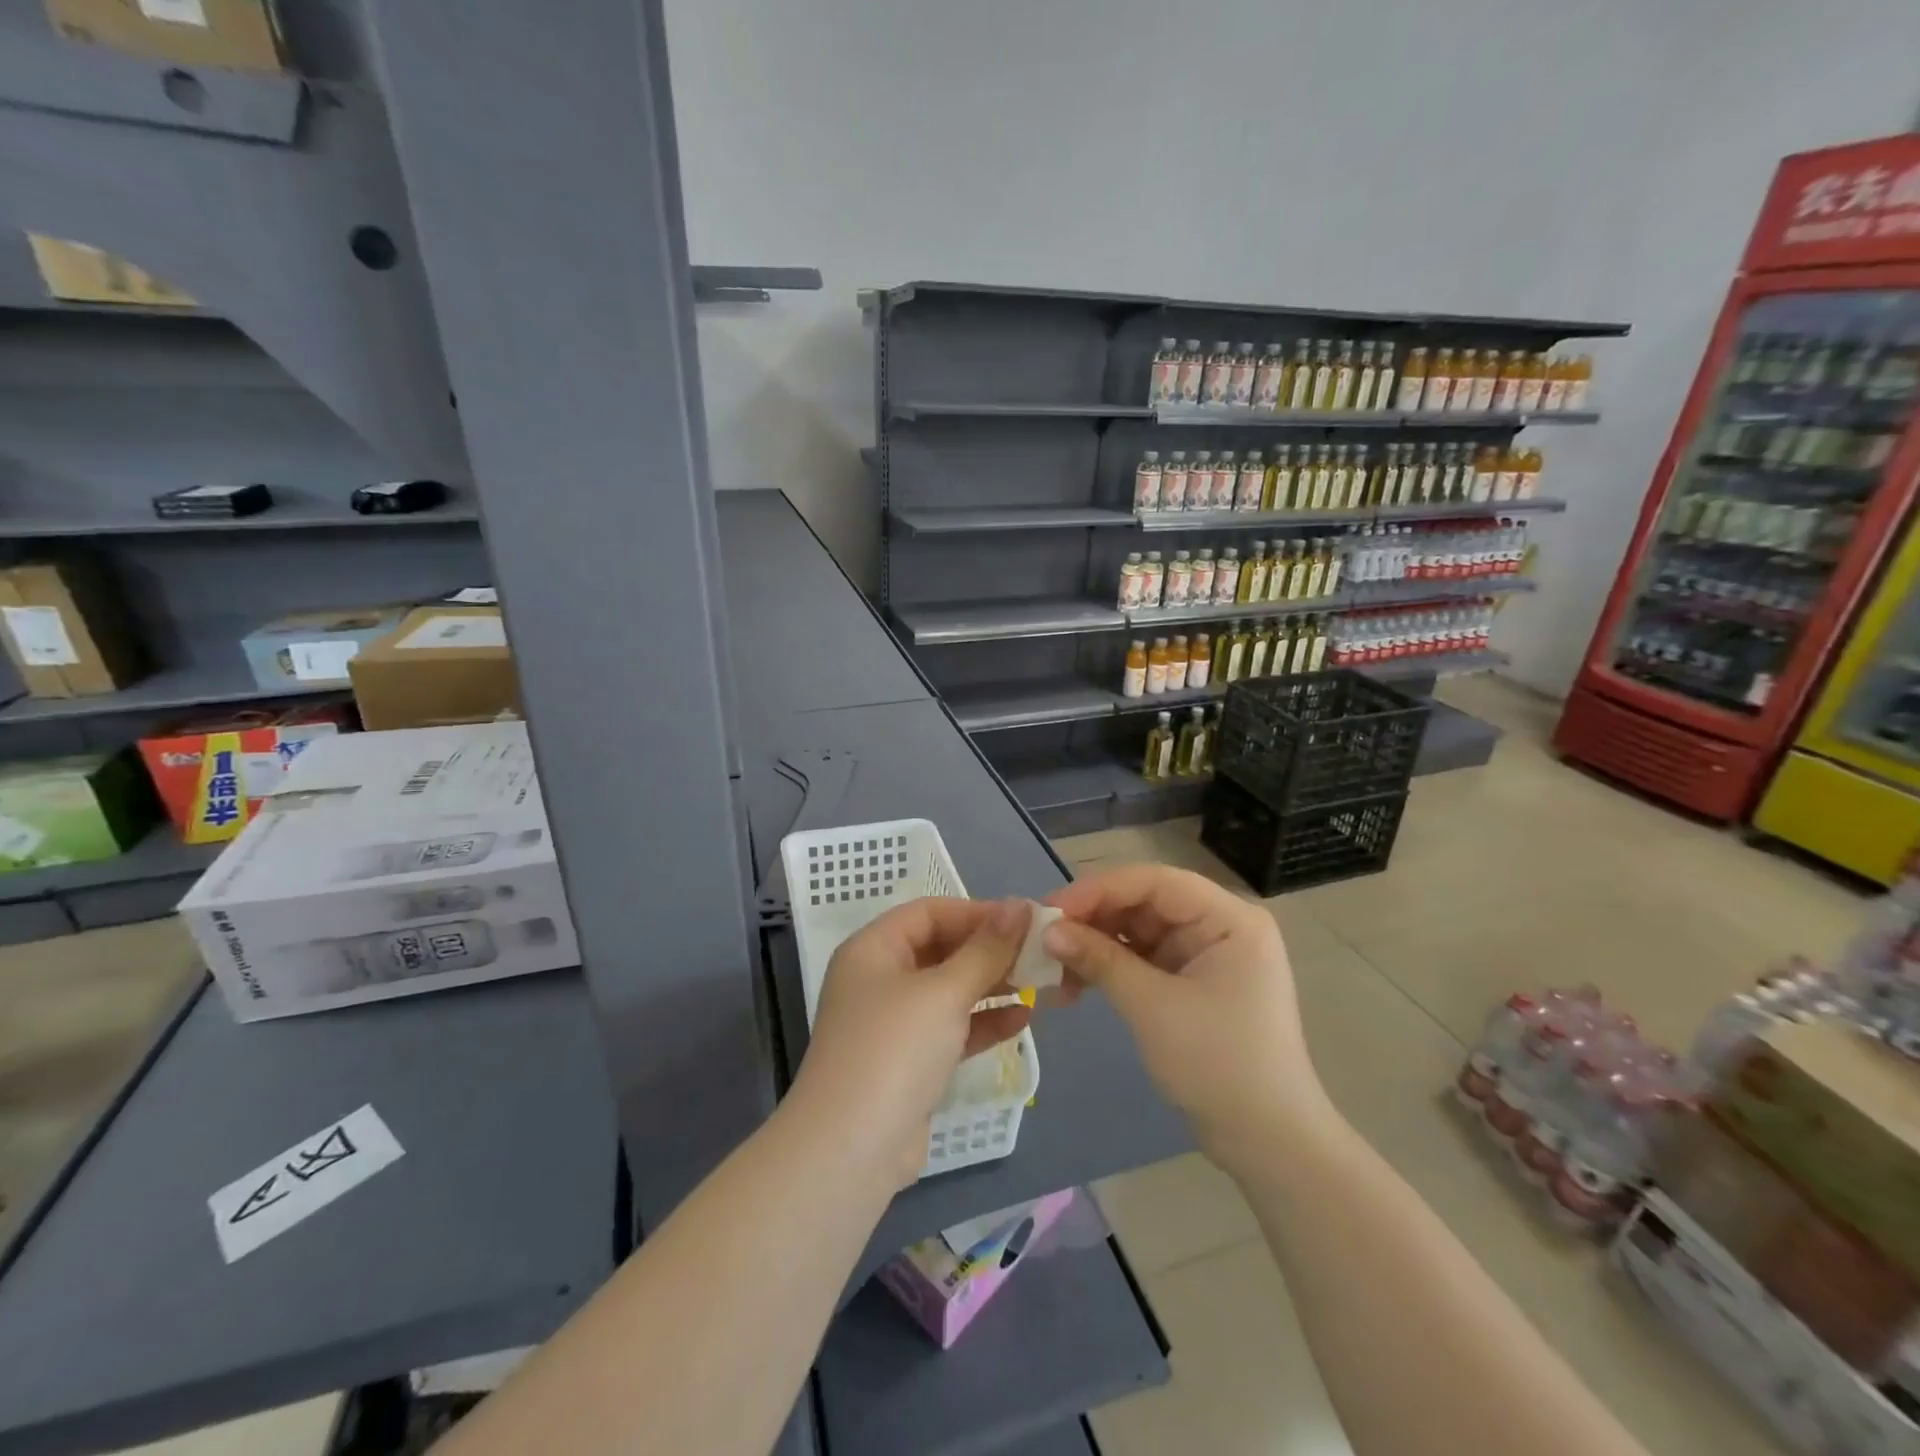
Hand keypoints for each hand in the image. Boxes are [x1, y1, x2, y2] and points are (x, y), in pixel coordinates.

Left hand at [795, 897, 1032, 1188]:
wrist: (852, 1149)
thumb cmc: (895, 1049)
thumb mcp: (944, 991)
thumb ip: (986, 949)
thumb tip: (1020, 906)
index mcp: (873, 949)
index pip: (929, 913)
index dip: (976, 912)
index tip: (1024, 921)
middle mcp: (879, 979)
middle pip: (940, 950)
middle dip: (988, 950)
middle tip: (1038, 953)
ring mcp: (893, 1023)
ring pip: (948, 991)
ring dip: (991, 985)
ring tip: (1039, 983)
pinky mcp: (909, 1062)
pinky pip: (951, 1029)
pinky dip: (983, 1022)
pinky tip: (1023, 1019)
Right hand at [1042, 865, 1330, 1170]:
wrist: (1267, 1143)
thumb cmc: (1219, 1065)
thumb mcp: (1153, 1007)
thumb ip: (1100, 959)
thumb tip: (1047, 931)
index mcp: (1228, 918)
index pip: (1154, 882)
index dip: (1099, 889)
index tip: (1050, 909)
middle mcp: (1219, 926)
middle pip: (1144, 904)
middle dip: (1092, 920)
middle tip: (1043, 939)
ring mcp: (1205, 955)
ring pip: (1137, 932)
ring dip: (1095, 947)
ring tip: (1051, 968)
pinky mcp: (1191, 983)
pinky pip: (1142, 960)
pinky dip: (1110, 969)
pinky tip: (1075, 986)